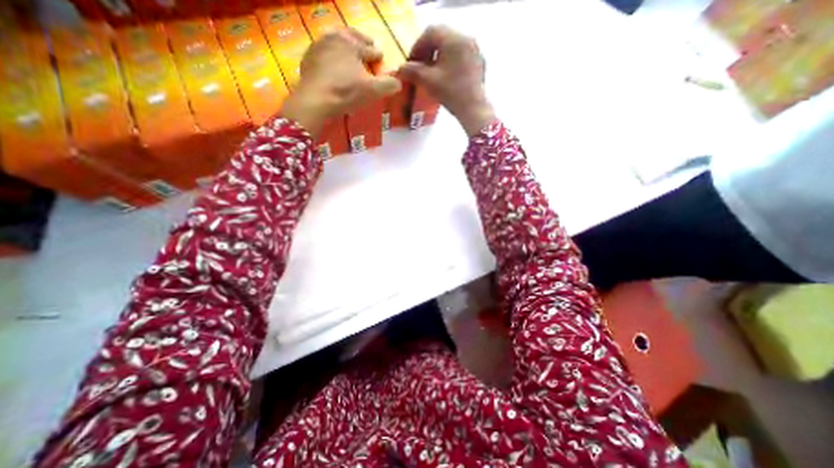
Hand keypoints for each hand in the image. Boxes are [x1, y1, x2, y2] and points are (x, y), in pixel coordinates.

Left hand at [278, 27, 401, 135]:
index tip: (381, 57)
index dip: (378, 55)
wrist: (315, 99)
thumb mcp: (372, 91)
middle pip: (352, 36)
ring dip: (345, 42)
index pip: (370, 49)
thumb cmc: (346, 92)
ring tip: (349, 48)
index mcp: (353, 44)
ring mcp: (319, 45)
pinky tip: (331, 60)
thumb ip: (388, 85)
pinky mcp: (309, 57)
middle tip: (367, 44)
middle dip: (362, 40)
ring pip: (336, 39)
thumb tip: (399, 83)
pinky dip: (330, 52)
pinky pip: (323, 49)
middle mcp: (336, 38)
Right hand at [399, 25, 493, 134]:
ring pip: (452, 46)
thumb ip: (412, 71)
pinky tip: (446, 76)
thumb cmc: (450, 92)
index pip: (430, 33)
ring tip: (432, 72)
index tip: (411, 62)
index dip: (417, 46)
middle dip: (428, 50)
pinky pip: (461, 55)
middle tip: (420, 66)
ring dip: (439, 55)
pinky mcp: (479, 62)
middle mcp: (466, 38)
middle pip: (442, 37)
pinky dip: (450, 61)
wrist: (473, 109)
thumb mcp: (428, 81)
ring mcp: (475, 50)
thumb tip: (401, 69)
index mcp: (453, 39)